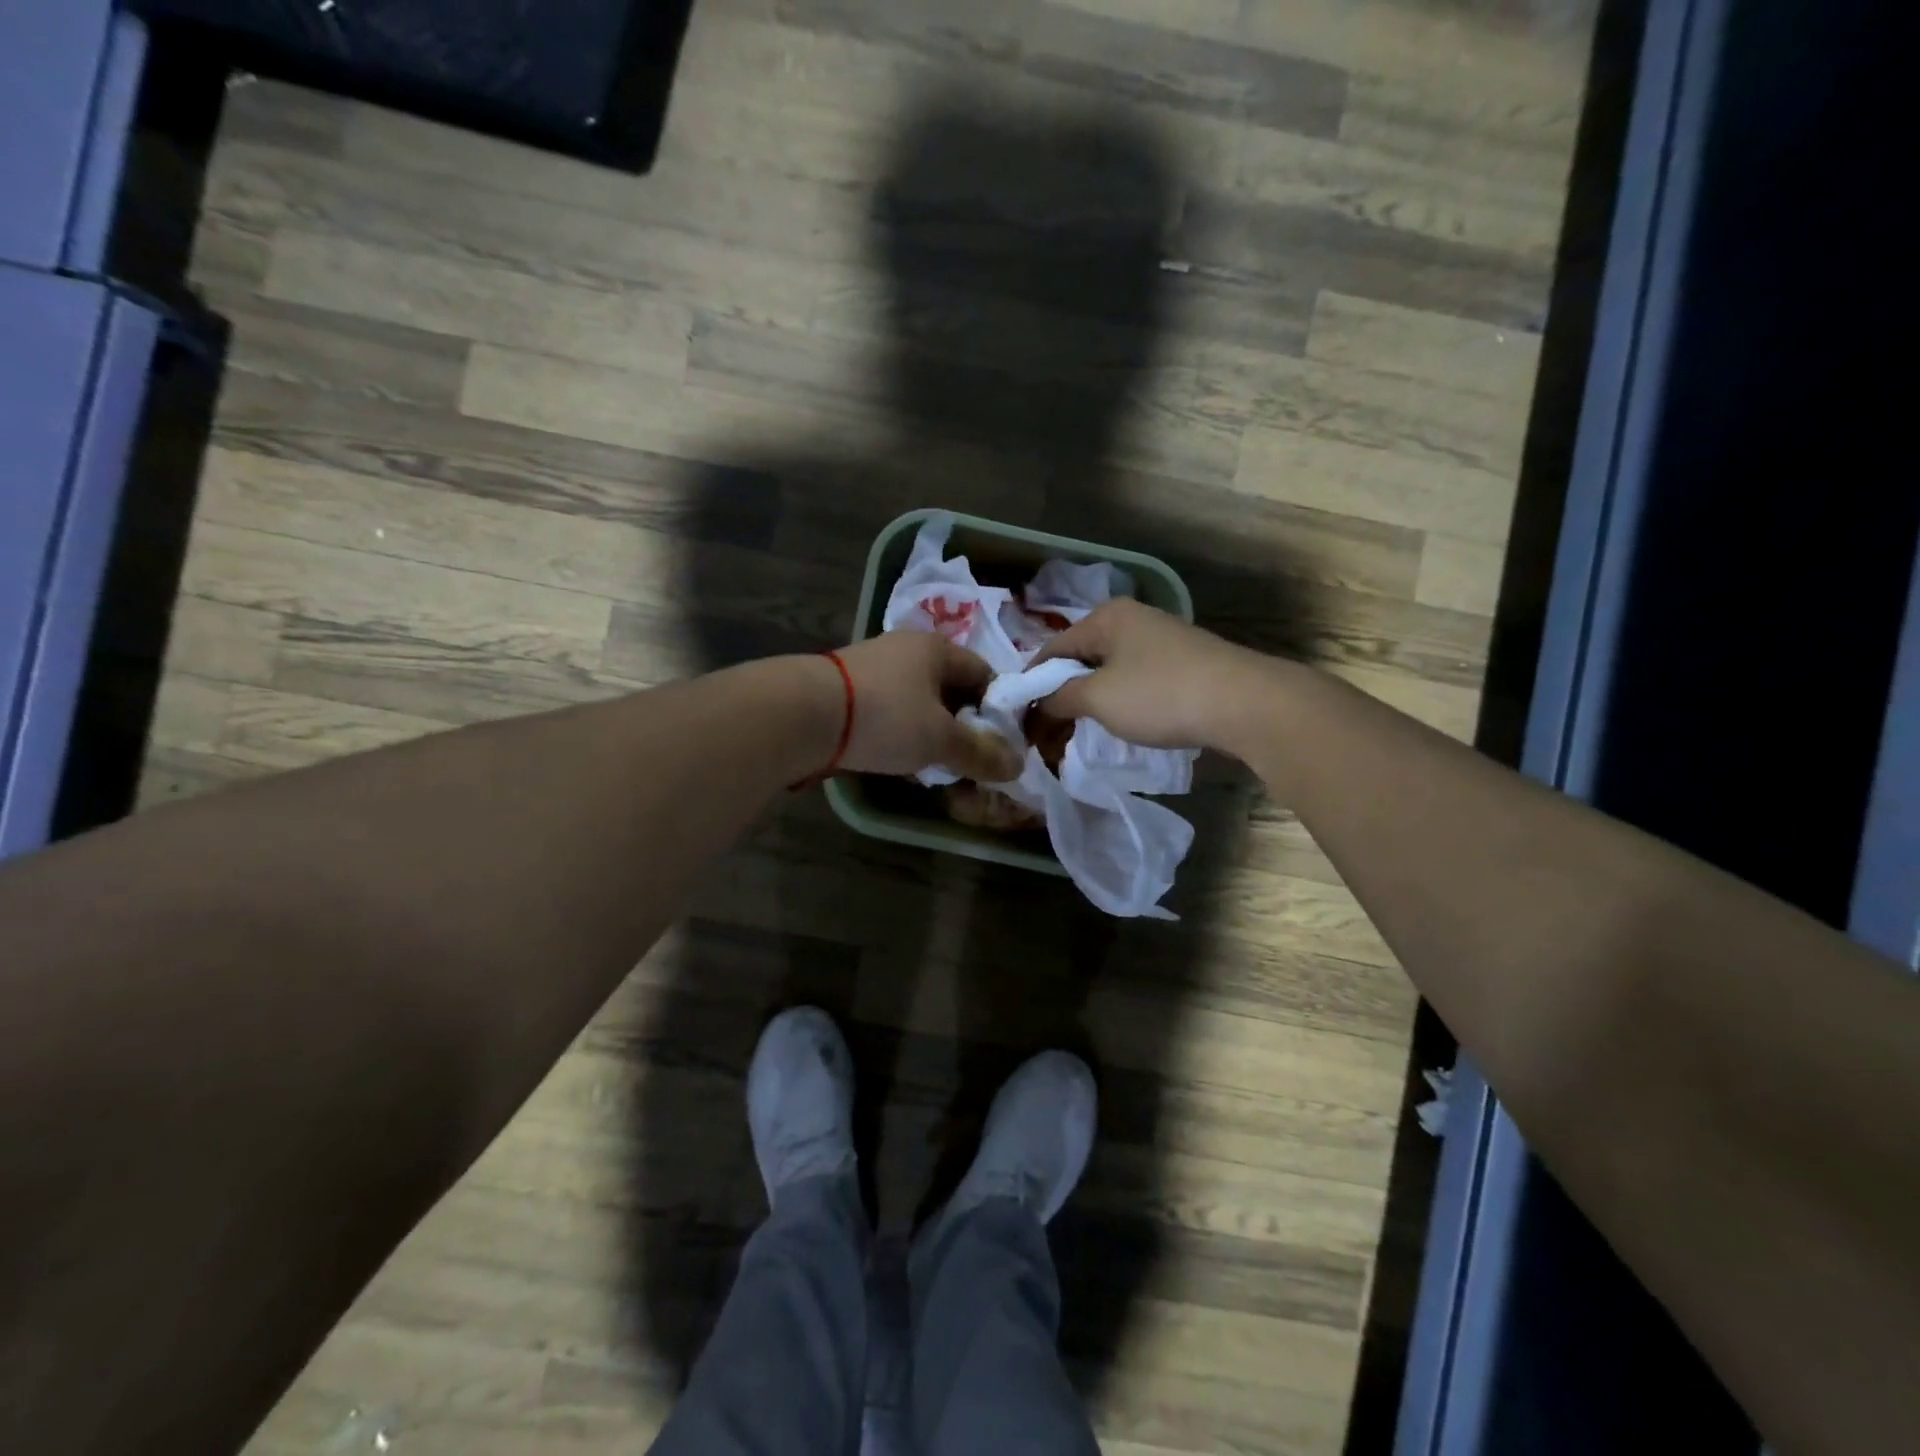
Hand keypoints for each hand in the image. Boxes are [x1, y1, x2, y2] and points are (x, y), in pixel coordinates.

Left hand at [828, 632, 1023, 780]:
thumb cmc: (886, 716)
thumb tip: (1017, 765)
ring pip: (919, 702)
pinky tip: (899, 759)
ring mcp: (873, 667)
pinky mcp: (848, 690)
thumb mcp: (940, 739)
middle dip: (963, 725)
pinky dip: (901, 733)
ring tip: (936, 765)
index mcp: (936, 648)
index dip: (999, 708)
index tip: (1003, 742)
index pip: (983, 673)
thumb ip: (980, 753)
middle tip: (971, 759)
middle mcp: (906, 649)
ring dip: (931, 732)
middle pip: (950, 689)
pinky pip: (890, 711)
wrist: (803, 714)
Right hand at [1032, 599, 1263, 750]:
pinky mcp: (1184, 661)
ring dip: (1092, 699)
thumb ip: (1061, 697)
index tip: (1020, 715)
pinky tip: (1123, 722)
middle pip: (1082, 657)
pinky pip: (1137, 678)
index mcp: (1107, 617)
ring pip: (1110, 669)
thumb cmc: (1160, 695)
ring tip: (1081, 730)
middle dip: (1063, 692)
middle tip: (1048, 729)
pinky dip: (1121, 700)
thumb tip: (1042, 701)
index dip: (1033, 682)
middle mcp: (1133, 619)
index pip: (1053, 648)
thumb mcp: (1099, 699)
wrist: (1244, 703)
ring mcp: (1162, 639)